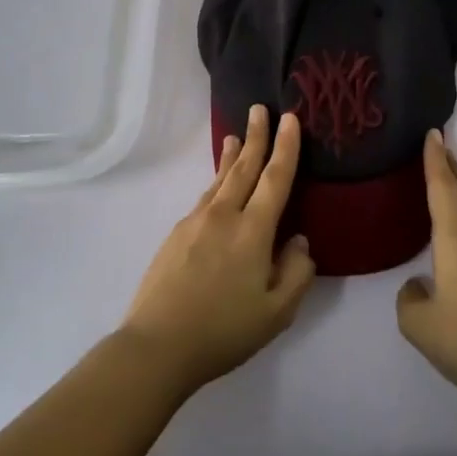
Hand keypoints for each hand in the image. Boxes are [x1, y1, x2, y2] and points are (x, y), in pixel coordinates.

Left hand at [121, 105, 315, 393]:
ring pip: (219, 180)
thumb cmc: (223, 331)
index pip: (275, 178)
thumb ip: (296, 273)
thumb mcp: (276, 313)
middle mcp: (223, 216)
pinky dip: (216, 182)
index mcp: (252, 231)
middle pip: (244, 167)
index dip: (286, 147)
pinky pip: (204, 198)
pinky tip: (217, 189)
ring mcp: (194, 222)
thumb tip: (299, 241)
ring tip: (236, 136)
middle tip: (260, 109)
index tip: (290, 119)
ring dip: (231, 156)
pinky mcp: (176, 235)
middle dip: (256, 136)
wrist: (157, 346)